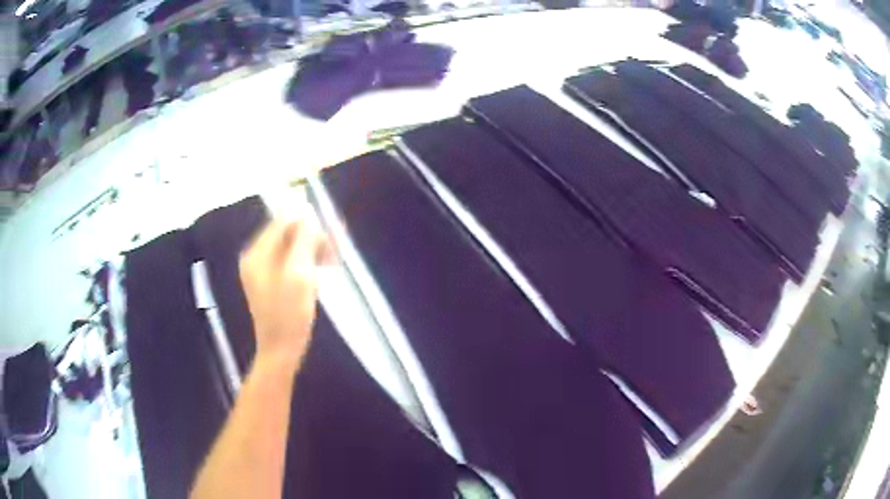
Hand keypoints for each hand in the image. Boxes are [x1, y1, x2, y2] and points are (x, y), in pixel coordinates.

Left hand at [239, 218, 331, 370]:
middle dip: (310, 239)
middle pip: (286, 234)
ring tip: (330, 264)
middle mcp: (255, 257)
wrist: (281, 351)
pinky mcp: (270, 282)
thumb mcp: (299, 274)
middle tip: (333, 254)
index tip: (330, 234)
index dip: (307, 222)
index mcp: (257, 253)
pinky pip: (289, 262)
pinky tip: (317, 275)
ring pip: (290, 248)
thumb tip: (309, 218)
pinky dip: (305, 263)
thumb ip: (303, 241)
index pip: (282, 222)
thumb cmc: (290, 314)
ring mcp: (261, 271)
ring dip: (311, 251)